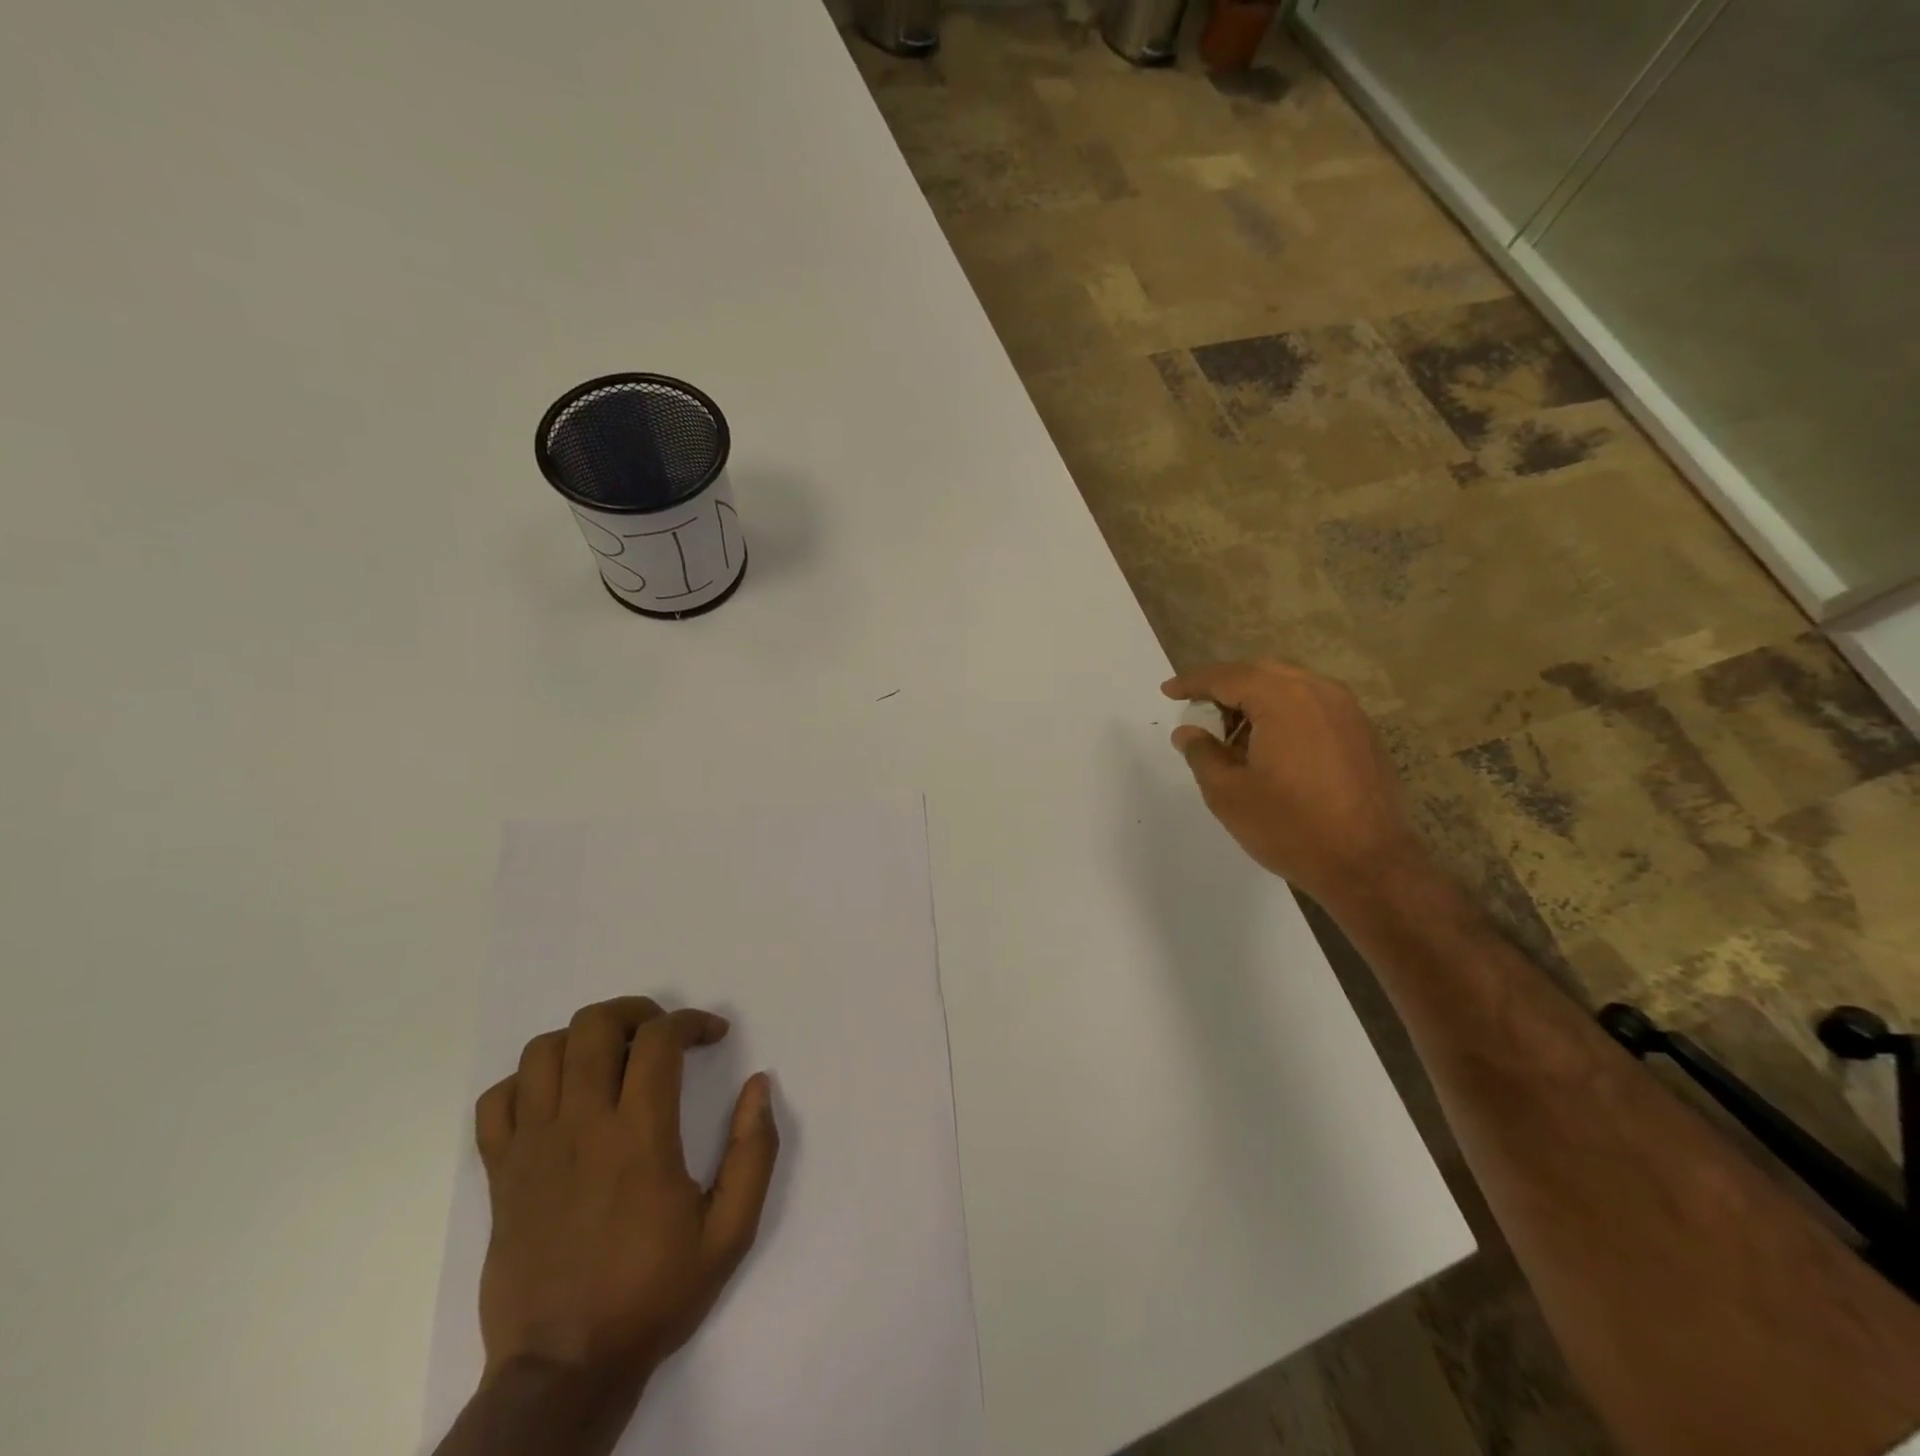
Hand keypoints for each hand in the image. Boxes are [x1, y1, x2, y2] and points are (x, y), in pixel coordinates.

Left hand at [473, 997, 778, 1399]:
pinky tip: (557, 1099)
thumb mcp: (730, 1232)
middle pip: (594, 1025)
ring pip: (543, 1052)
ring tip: (612, 1057)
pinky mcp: (500, 1175)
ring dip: (583, 1039)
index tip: (714, 1036)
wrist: (564, 1370)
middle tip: (661, 1033)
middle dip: (635, 1011)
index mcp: (639, 1137)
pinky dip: (526, 1083)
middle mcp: (582, 1127)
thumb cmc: (653, 1294)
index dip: (692, 1020)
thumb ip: (753, 1152)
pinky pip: (497, 1102)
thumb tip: (760, 1085)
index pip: (659, 1039)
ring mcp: (533, 1149)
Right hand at [1162, 660, 1427, 908]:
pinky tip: (1271, 748)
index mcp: (1282, 699)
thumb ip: (1202, 753)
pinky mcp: (1362, 732)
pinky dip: (1284, 714)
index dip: (1192, 682)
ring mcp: (1347, 711)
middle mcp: (1319, 692)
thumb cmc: (1290, 827)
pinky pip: (1313, 706)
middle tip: (1199, 714)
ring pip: (1290, 687)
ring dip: (1257, 701)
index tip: (1168, 691)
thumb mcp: (1228, 793)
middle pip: (1261, 674)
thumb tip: (1188, 732)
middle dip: (1226, 687)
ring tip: (1233, 736)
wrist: (1368, 865)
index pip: (1227, 677)